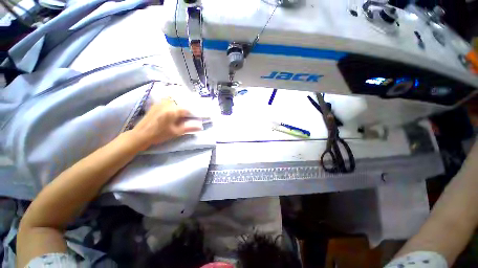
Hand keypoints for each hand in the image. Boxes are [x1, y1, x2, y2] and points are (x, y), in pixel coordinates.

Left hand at [132, 98, 201, 147]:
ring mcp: (161, 103)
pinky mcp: (156, 104)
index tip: (195, 117)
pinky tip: (172, 111)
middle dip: (186, 108)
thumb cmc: (159, 134)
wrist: (141, 134)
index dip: (192, 113)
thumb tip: (200, 126)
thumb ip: (189, 128)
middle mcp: (167, 103)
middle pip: (181, 103)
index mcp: (173, 110)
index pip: (187, 109)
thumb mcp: (176, 132)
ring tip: (181, 113)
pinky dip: (172, 104)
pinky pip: (167, 101)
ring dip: (179, 105)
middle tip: (188, 115)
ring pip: (174, 100)